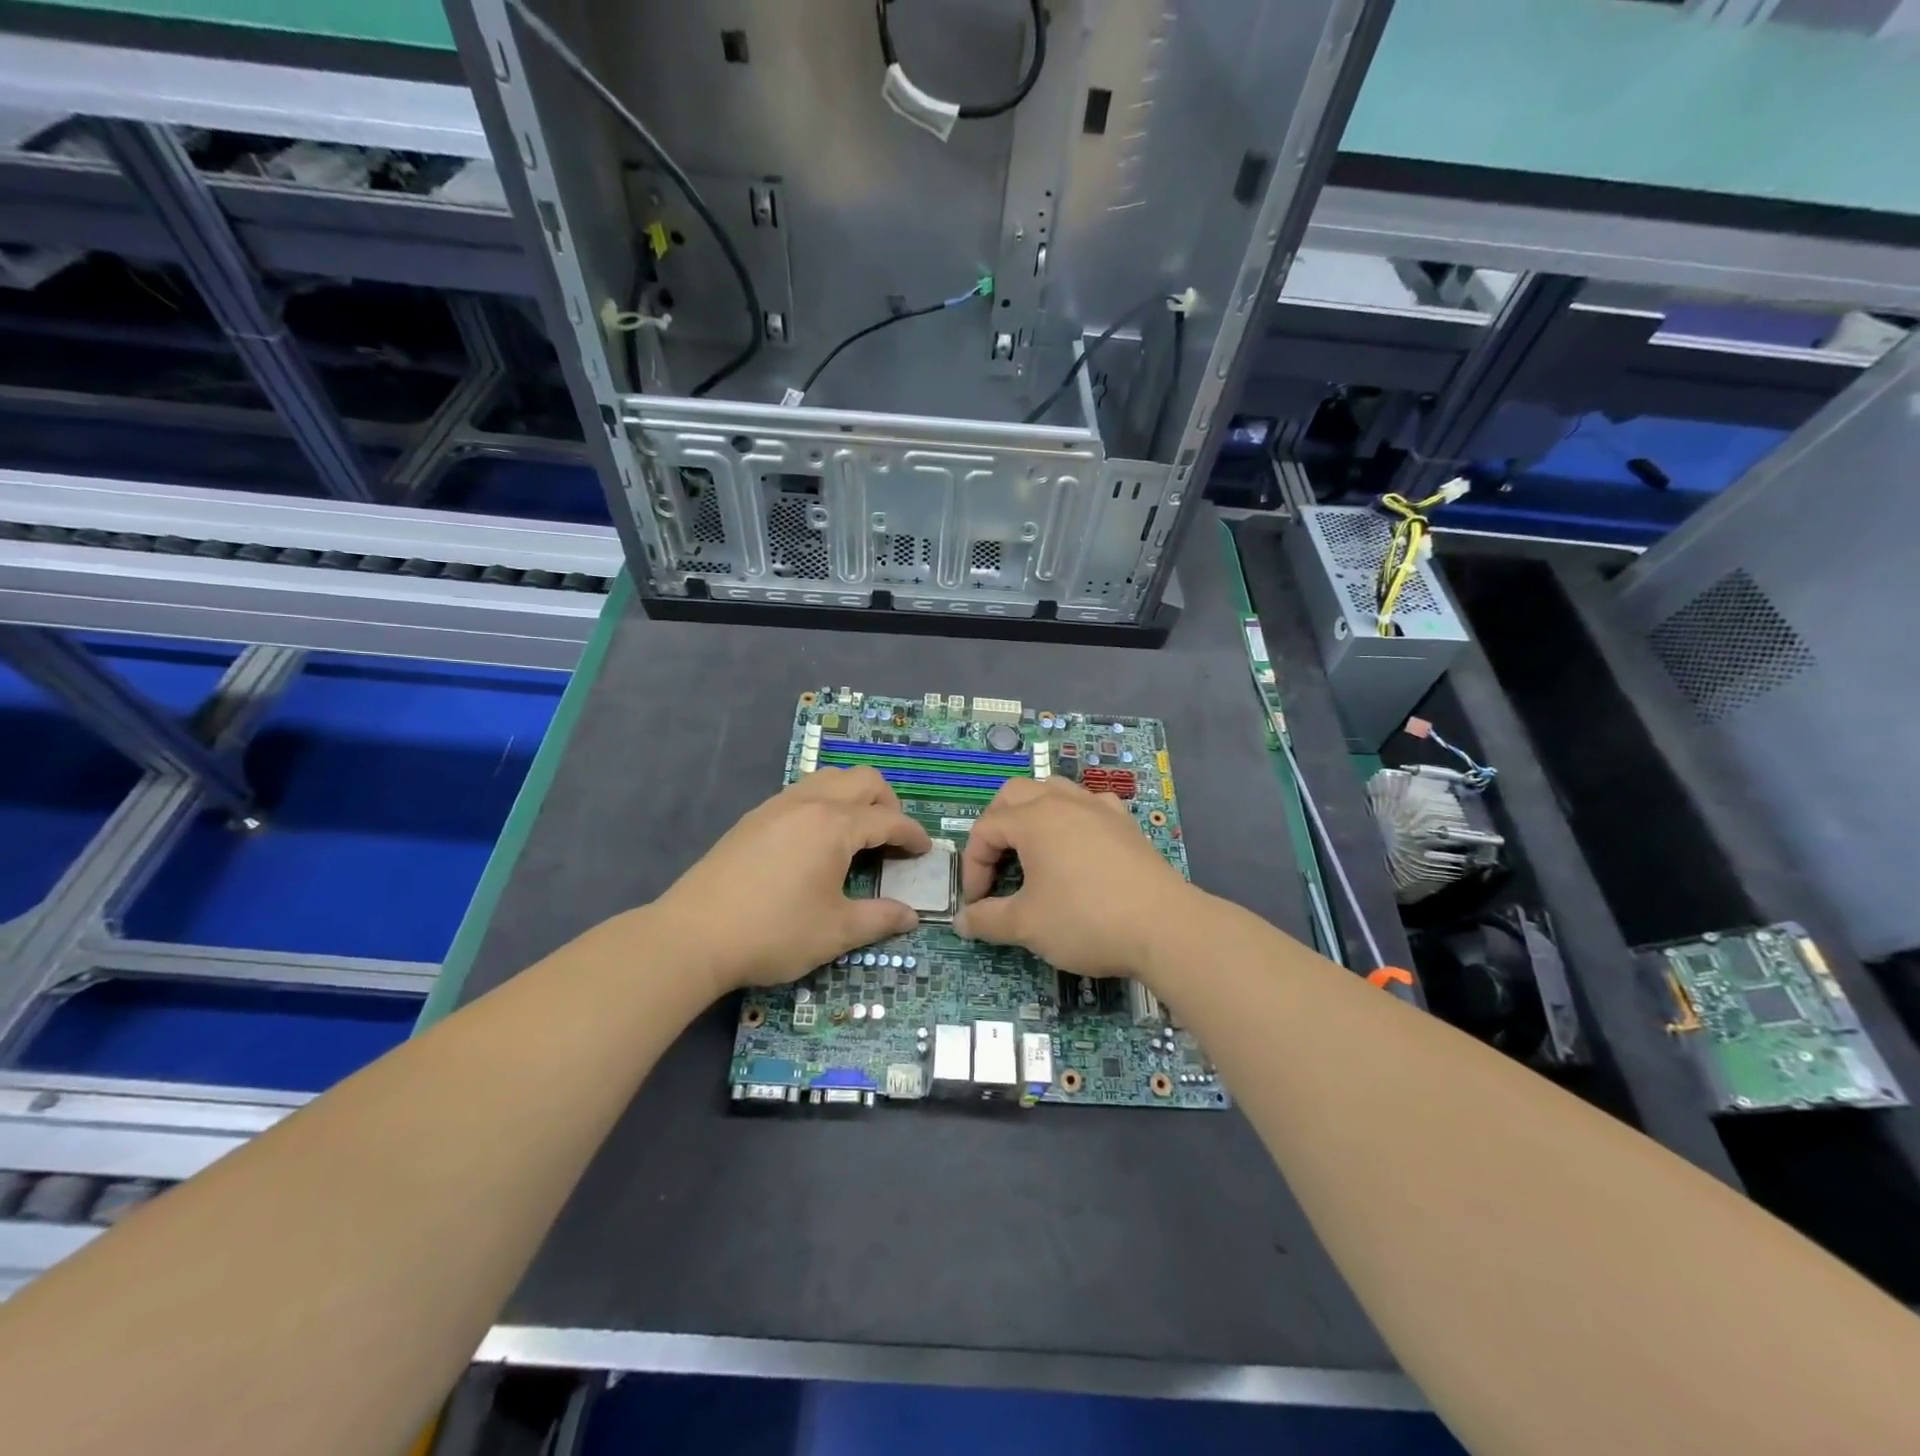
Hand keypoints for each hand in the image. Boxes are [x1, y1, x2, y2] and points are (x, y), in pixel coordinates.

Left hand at [652, 767, 930, 993]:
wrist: (692, 936)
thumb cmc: (773, 932)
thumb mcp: (835, 931)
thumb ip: (879, 919)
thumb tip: (911, 917)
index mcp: (835, 825)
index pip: (888, 819)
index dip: (912, 835)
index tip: (924, 852)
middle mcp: (809, 802)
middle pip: (863, 780)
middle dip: (888, 804)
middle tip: (892, 839)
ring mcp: (777, 806)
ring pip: (830, 779)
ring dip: (854, 797)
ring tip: (857, 835)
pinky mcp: (754, 818)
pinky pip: (803, 792)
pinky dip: (825, 804)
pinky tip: (817, 842)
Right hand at [953, 777, 1195, 979]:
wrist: (1165, 927)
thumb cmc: (1086, 920)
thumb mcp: (1026, 925)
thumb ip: (987, 920)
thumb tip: (962, 922)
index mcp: (1034, 819)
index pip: (985, 830)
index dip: (972, 866)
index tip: (977, 904)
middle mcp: (1064, 802)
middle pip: (1014, 795)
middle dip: (995, 827)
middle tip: (995, 865)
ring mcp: (1099, 808)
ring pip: (1053, 790)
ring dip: (1032, 813)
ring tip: (1030, 848)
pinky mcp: (1125, 823)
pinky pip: (1089, 804)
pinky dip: (1072, 817)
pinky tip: (1077, 843)